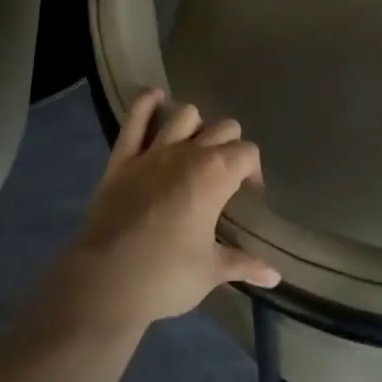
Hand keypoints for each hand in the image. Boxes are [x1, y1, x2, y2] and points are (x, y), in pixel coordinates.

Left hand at [47, 90, 280, 338]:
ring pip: (184, 114)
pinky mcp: (122, 159)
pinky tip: (155, 98)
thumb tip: (276, 277)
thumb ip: (244, 264)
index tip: (248, 195)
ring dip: (195, 126)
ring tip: (195, 148)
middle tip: (225, 176)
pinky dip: (146, 105)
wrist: (106, 283)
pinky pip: (134, 120)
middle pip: (223, 127)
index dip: (253, 171)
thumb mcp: (211, 272)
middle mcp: (188, 153)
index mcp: (216, 175)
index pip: (247, 153)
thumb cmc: (166, 277)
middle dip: (230, 146)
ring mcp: (152, 152)